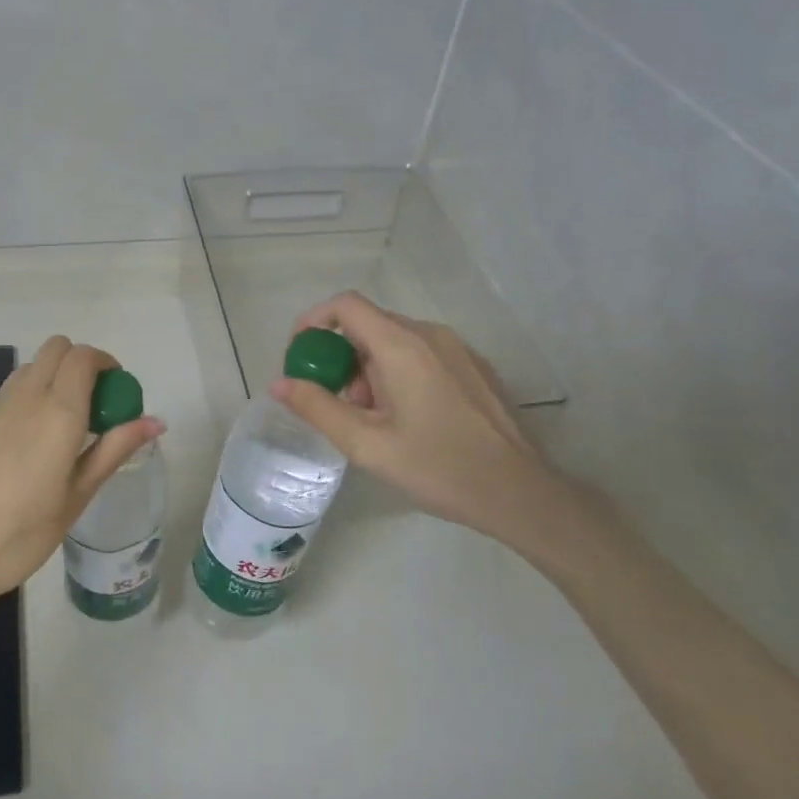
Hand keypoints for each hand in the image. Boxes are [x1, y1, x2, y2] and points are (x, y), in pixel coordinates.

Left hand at [0, 336, 164, 617]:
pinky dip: (25, 404)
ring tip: (61, 426)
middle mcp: (25, 397)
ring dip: (51, 379)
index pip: (84, 356)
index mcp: (59, 411)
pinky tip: (23, 451)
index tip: (117, 390)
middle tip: (93, 403)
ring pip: (28, 369)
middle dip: (79, 363)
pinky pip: (6, 398)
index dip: (106, 363)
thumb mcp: (78, 495)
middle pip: (55, 349)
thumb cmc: (24, 532)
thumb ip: (115, 449)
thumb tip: (156, 421)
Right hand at [271, 292, 574, 549]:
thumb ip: (317, 408)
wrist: (519, 492)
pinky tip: (408, 419)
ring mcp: (457, 348)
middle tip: (340, 405)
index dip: (313, 321)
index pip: (346, 305)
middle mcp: (430, 334)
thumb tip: (280, 383)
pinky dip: (398, 373)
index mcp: (401, 345)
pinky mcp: (474, 366)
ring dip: (370, 370)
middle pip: (369, 325)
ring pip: (395, 341)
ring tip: (375, 420)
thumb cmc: (438, 467)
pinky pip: (421, 354)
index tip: (300, 356)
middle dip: (342, 358)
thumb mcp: (366, 444)